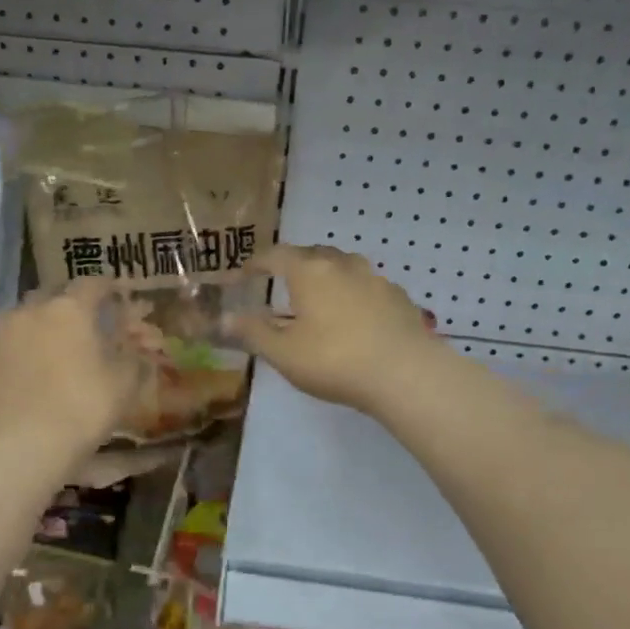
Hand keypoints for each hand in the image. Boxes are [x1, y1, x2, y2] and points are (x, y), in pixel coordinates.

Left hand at [0, 279, 145, 459]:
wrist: (25, 445)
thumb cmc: (83, 408)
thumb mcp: (123, 383)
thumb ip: (132, 356)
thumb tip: (135, 346)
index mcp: (71, 308)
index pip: (93, 284)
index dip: (109, 287)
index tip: (119, 296)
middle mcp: (35, 309)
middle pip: (56, 292)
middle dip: (73, 300)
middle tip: (89, 318)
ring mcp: (7, 331)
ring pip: (30, 312)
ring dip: (46, 318)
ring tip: (59, 339)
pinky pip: (14, 336)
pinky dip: (29, 340)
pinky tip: (38, 359)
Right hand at [231, 244, 437, 416]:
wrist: (406, 374)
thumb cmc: (335, 360)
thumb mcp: (284, 353)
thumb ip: (252, 333)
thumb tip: (223, 318)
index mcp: (309, 272)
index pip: (275, 255)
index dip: (256, 263)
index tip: (244, 275)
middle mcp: (342, 265)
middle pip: (311, 254)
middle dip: (293, 265)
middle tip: (281, 284)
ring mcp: (375, 279)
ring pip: (343, 267)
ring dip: (326, 276)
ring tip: (318, 298)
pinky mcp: (398, 298)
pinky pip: (367, 286)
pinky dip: (352, 293)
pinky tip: (353, 317)